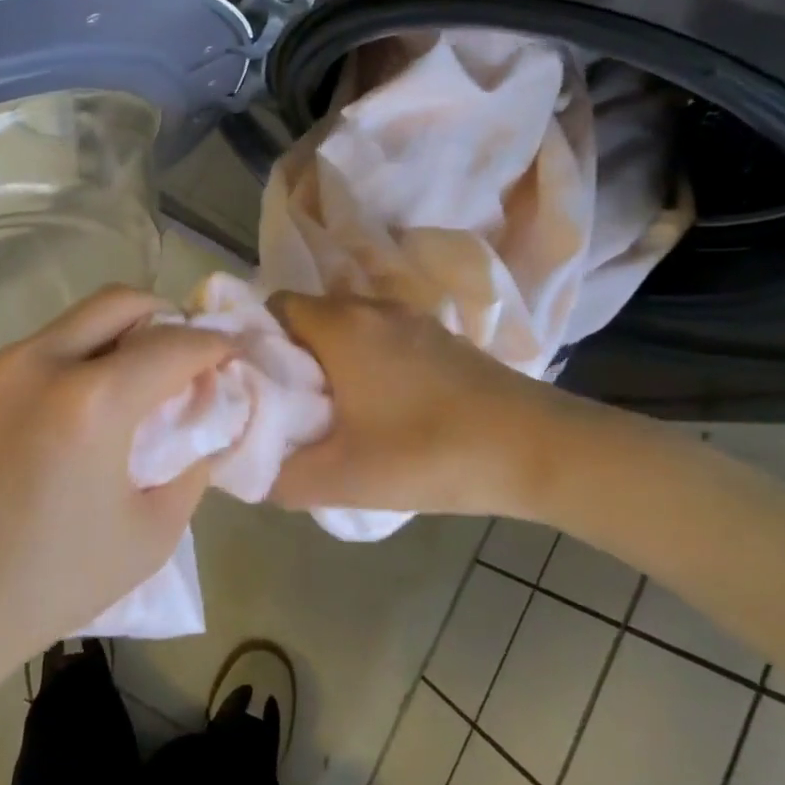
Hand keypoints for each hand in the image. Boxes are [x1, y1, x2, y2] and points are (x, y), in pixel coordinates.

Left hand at [0, 286, 233, 681]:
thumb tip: (202, 419)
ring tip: (63, 417)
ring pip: (48, 338)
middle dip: (156, 313)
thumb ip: (189, 469)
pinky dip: (14, 386)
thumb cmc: (44, 586)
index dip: (210, 344)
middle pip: (114, 303)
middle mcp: (31, 363)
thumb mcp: (146, 538)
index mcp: (91, 403)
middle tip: (166, 341)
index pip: (172, 347)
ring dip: (74, 362)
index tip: (225, 350)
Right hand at [268, 292, 583, 520]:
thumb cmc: (429, 453)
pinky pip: (381, 336)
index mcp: (341, 326)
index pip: (275, 305)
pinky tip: (380, 406)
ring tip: (330, 409)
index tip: (253, 380)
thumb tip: (247, 473)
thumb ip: (282, 478)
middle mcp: (372, 308)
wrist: (537, 448)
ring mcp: (412, 318)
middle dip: (290, 354)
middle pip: (310, 315)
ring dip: (331, 358)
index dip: (255, 338)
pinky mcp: (441, 338)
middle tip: (286, 403)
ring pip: (348, 325)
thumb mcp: (344, 479)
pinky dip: (366, 360)